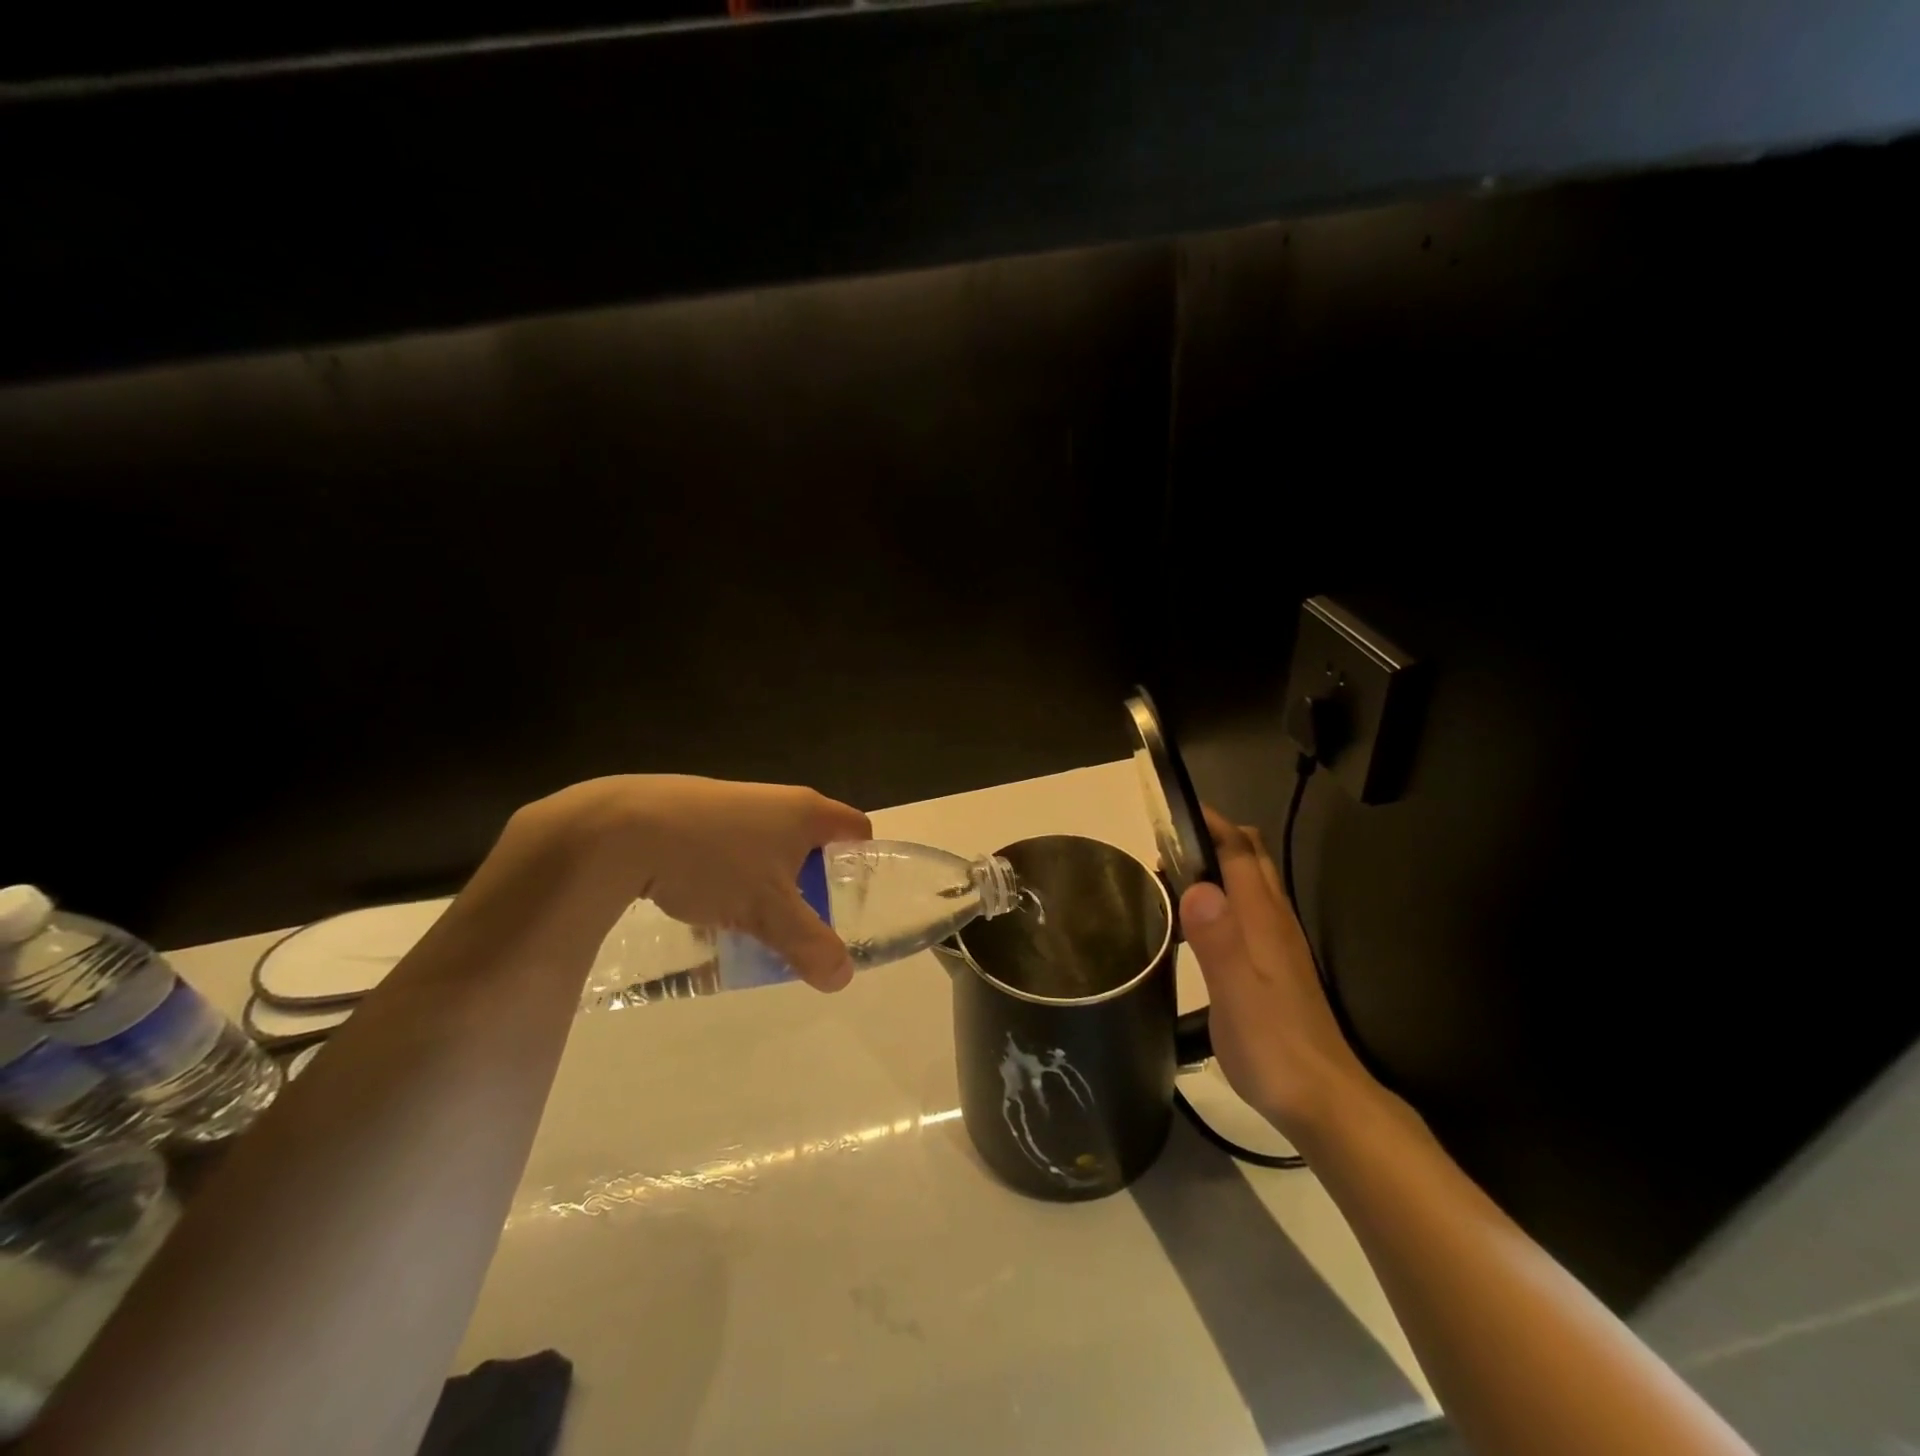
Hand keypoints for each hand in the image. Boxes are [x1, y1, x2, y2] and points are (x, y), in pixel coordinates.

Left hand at [511, 775, 871, 990]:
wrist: (624, 830)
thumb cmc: (714, 861)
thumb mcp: (769, 912)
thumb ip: (810, 944)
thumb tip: (842, 977)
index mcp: (807, 812)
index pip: (857, 830)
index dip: (863, 864)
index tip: (851, 901)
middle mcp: (776, 800)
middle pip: (812, 843)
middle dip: (811, 885)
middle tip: (801, 923)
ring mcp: (734, 803)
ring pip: (768, 849)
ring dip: (768, 885)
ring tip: (752, 923)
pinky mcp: (696, 814)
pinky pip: (731, 849)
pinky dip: (731, 878)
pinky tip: (705, 908)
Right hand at [1179, 806, 1379, 1140]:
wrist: (1323, 1101)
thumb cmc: (1274, 1048)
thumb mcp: (1237, 996)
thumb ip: (1218, 941)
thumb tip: (1196, 884)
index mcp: (1262, 920)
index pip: (1239, 851)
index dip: (1210, 823)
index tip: (1172, 811)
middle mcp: (1274, 921)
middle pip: (1251, 858)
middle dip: (1212, 838)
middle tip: (1165, 847)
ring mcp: (1278, 943)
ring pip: (1251, 883)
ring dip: (1217, 866)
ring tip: (1171, 876)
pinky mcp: (1275, 966)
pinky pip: (1247, 910)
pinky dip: (1222, 895)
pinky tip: (1198, 921)